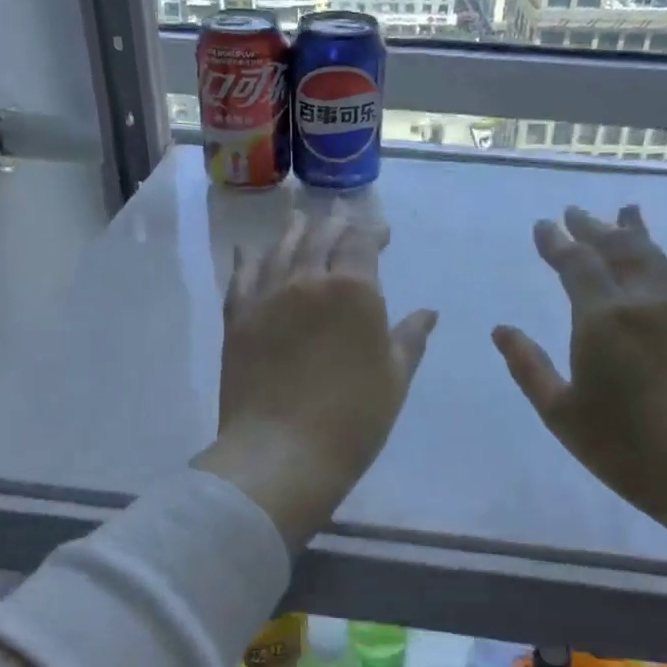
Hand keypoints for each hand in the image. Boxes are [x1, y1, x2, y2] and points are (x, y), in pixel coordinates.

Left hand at [195, 213, 438, 550]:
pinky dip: (248, 259)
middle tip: (340, 213)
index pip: (361, 243)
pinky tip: (248, 250)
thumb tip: (428, 313)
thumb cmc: (352, 420)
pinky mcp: (238, 319)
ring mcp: (268, 297)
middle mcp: (308, 281)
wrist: (281, 452)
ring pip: (280, 249)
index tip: (381, 233)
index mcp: (354, 291)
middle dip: (334, 223)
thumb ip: (409, 339)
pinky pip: (242, 278)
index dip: (371, 232)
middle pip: (320, 237)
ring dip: (293, 231)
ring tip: (300, 218)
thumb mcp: (394, 379)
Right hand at [492, 205, 666, 540]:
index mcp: (602, 319)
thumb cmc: (625, 449)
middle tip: (575, 213)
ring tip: (624, 212)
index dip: (557, 243)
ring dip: (635, 232)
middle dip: (592, 228)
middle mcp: (644, 300)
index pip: (576, 264)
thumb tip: (502, 329)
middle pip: (617, 249)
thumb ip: (529, 367)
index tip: (543, 226)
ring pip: (655, 256)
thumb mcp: (561, 414)